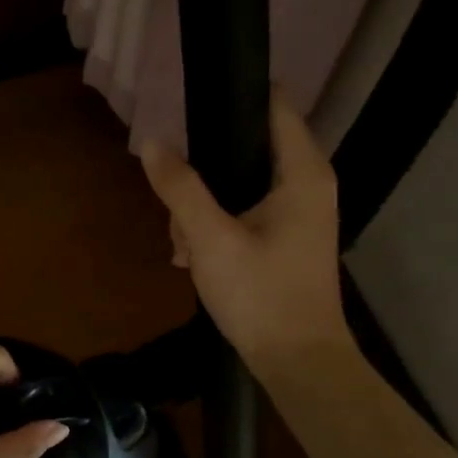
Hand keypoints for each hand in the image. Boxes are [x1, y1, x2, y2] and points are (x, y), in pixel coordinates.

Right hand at [140, 87, 352, 379]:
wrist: (298, 362)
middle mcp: (307, 184)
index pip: (275, 106)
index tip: (191, 103)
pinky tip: (191, 256)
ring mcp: (299, 212)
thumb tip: (150, 142)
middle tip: (177, 204)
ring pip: (239, 183)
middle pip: (247, 147)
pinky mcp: (286, 236)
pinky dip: (216, 225)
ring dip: (203, 205)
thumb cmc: (260, 295)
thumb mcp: (210, 238)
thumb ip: (180, 188)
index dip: (235, 95)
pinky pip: (244, 211)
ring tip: (182, 243)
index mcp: (302, 173)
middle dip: (204, 170)